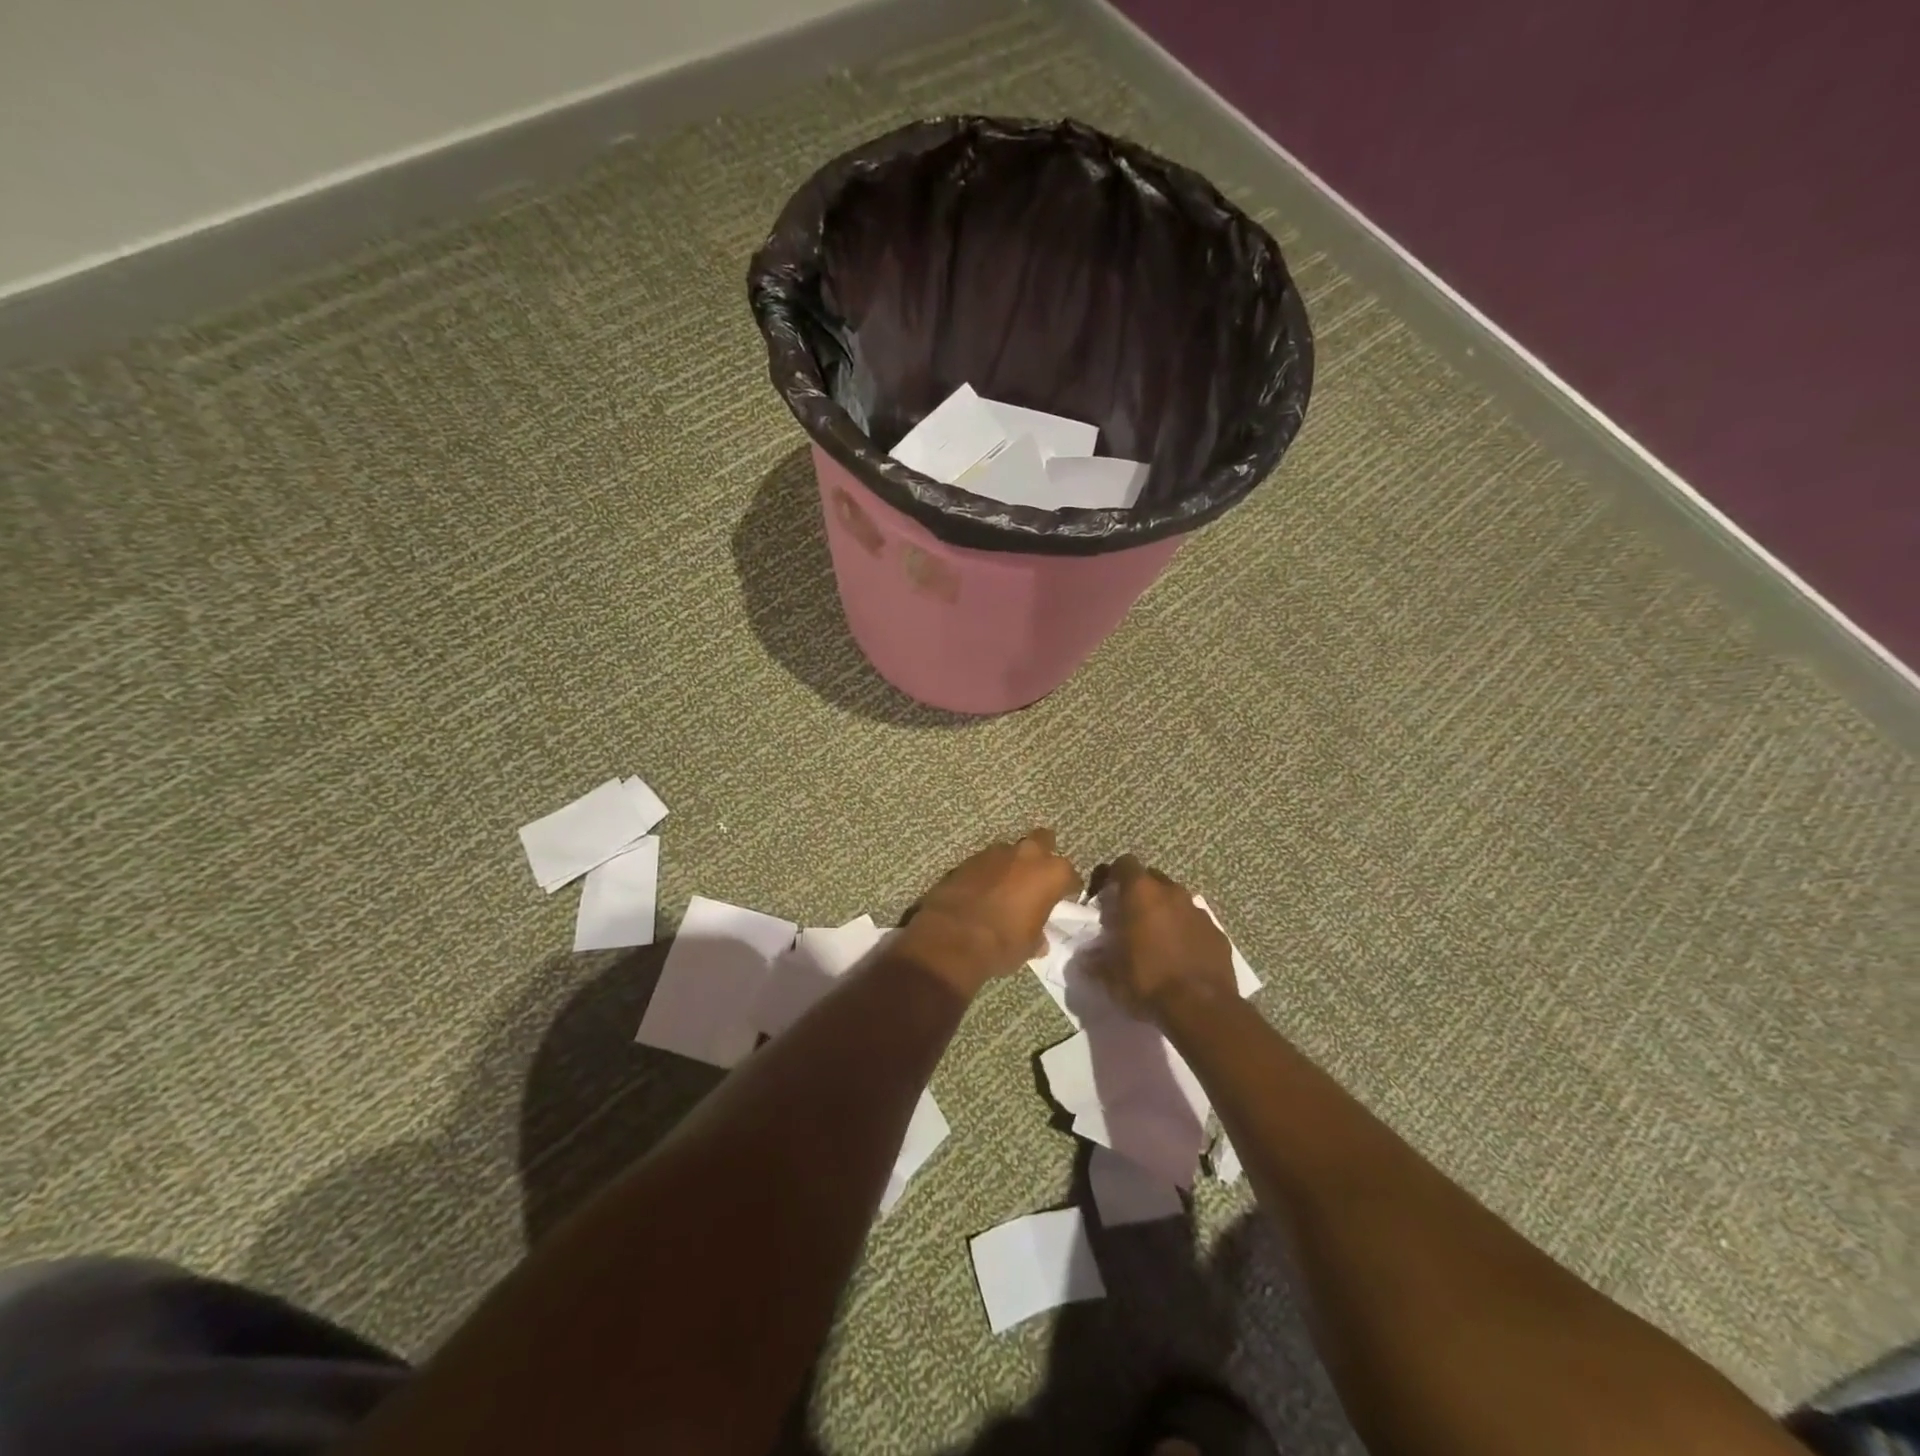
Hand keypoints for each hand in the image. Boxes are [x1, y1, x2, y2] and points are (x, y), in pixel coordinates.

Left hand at [897, 830, 1082, 995]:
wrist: (952, 938)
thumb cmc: (1002, 943)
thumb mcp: (1030, 946)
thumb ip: (1039, 934)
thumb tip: (1039, 939)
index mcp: (1051, 873)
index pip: (1070, 876)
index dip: (1067, 889)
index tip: (1062, 901)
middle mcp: (1027, 854)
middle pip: (1043, 841)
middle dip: (1043, 855)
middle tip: (1037, 879)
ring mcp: (995, 853)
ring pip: (1011, 851)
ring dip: (1012, 865)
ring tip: (1007, 887)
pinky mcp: (968, 859)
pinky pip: (987, 862)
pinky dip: (988, 873)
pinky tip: (983, 891)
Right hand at [1091, 854, 1236, 1020]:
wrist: (1201, 1008)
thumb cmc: (1148, 981)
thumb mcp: (1110, 975)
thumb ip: (1096, 960)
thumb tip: (1085, 959)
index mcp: (1141, 893)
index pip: (1124, 864)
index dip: (1112, 876)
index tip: (1104, 898)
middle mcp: (1171, 893)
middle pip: (1151, 878)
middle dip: (1139, 892)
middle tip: (1128, 918)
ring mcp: (1198, 911)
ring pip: (1175, 899)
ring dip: (1163, 911)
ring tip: (1155, 939)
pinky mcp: (1217, 932)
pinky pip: (1195, 922)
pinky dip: (1185, 931)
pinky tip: (1180, 955)